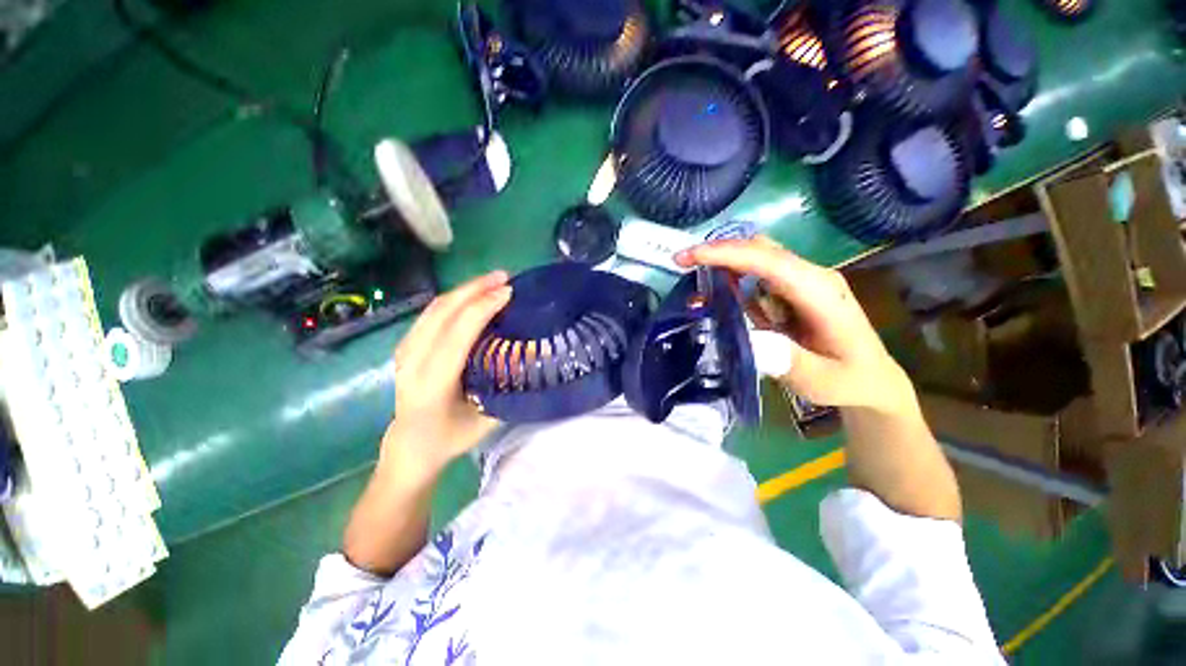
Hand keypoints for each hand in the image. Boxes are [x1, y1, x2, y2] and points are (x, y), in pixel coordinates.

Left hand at [384, 271, 512, 472]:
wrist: (411, 445)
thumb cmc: (451, 436)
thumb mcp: (487, 418)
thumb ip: (507, 387)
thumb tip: (531, 356)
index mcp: (433, 382)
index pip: (458, 332)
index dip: (484, 307)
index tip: (509, 292)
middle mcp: (413, 361)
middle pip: (443, 311)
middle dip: (475, 289)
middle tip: (504, 277)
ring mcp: (405, 351)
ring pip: (435, 308)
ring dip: (465, 289)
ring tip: (492, 281)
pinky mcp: (406, 346)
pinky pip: (431, 313)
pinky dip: (454, 299)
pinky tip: (472, 296)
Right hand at [676, 236, 910, 411]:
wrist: (871, 379)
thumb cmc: (848, 380)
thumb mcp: (821, 380)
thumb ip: (789, 361)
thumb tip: (750, 341)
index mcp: (820, 292)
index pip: (769, 261)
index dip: (727, 254)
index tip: (690, 257)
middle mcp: (811, 276)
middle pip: (760, 249)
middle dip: (718, 251)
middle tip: (682, 263)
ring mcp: (801, 281)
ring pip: (757, 257)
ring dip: (722, 262)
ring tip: (692, 276)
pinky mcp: (791, 290)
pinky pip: (757, 274)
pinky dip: (731, 276)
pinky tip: (716, 291)